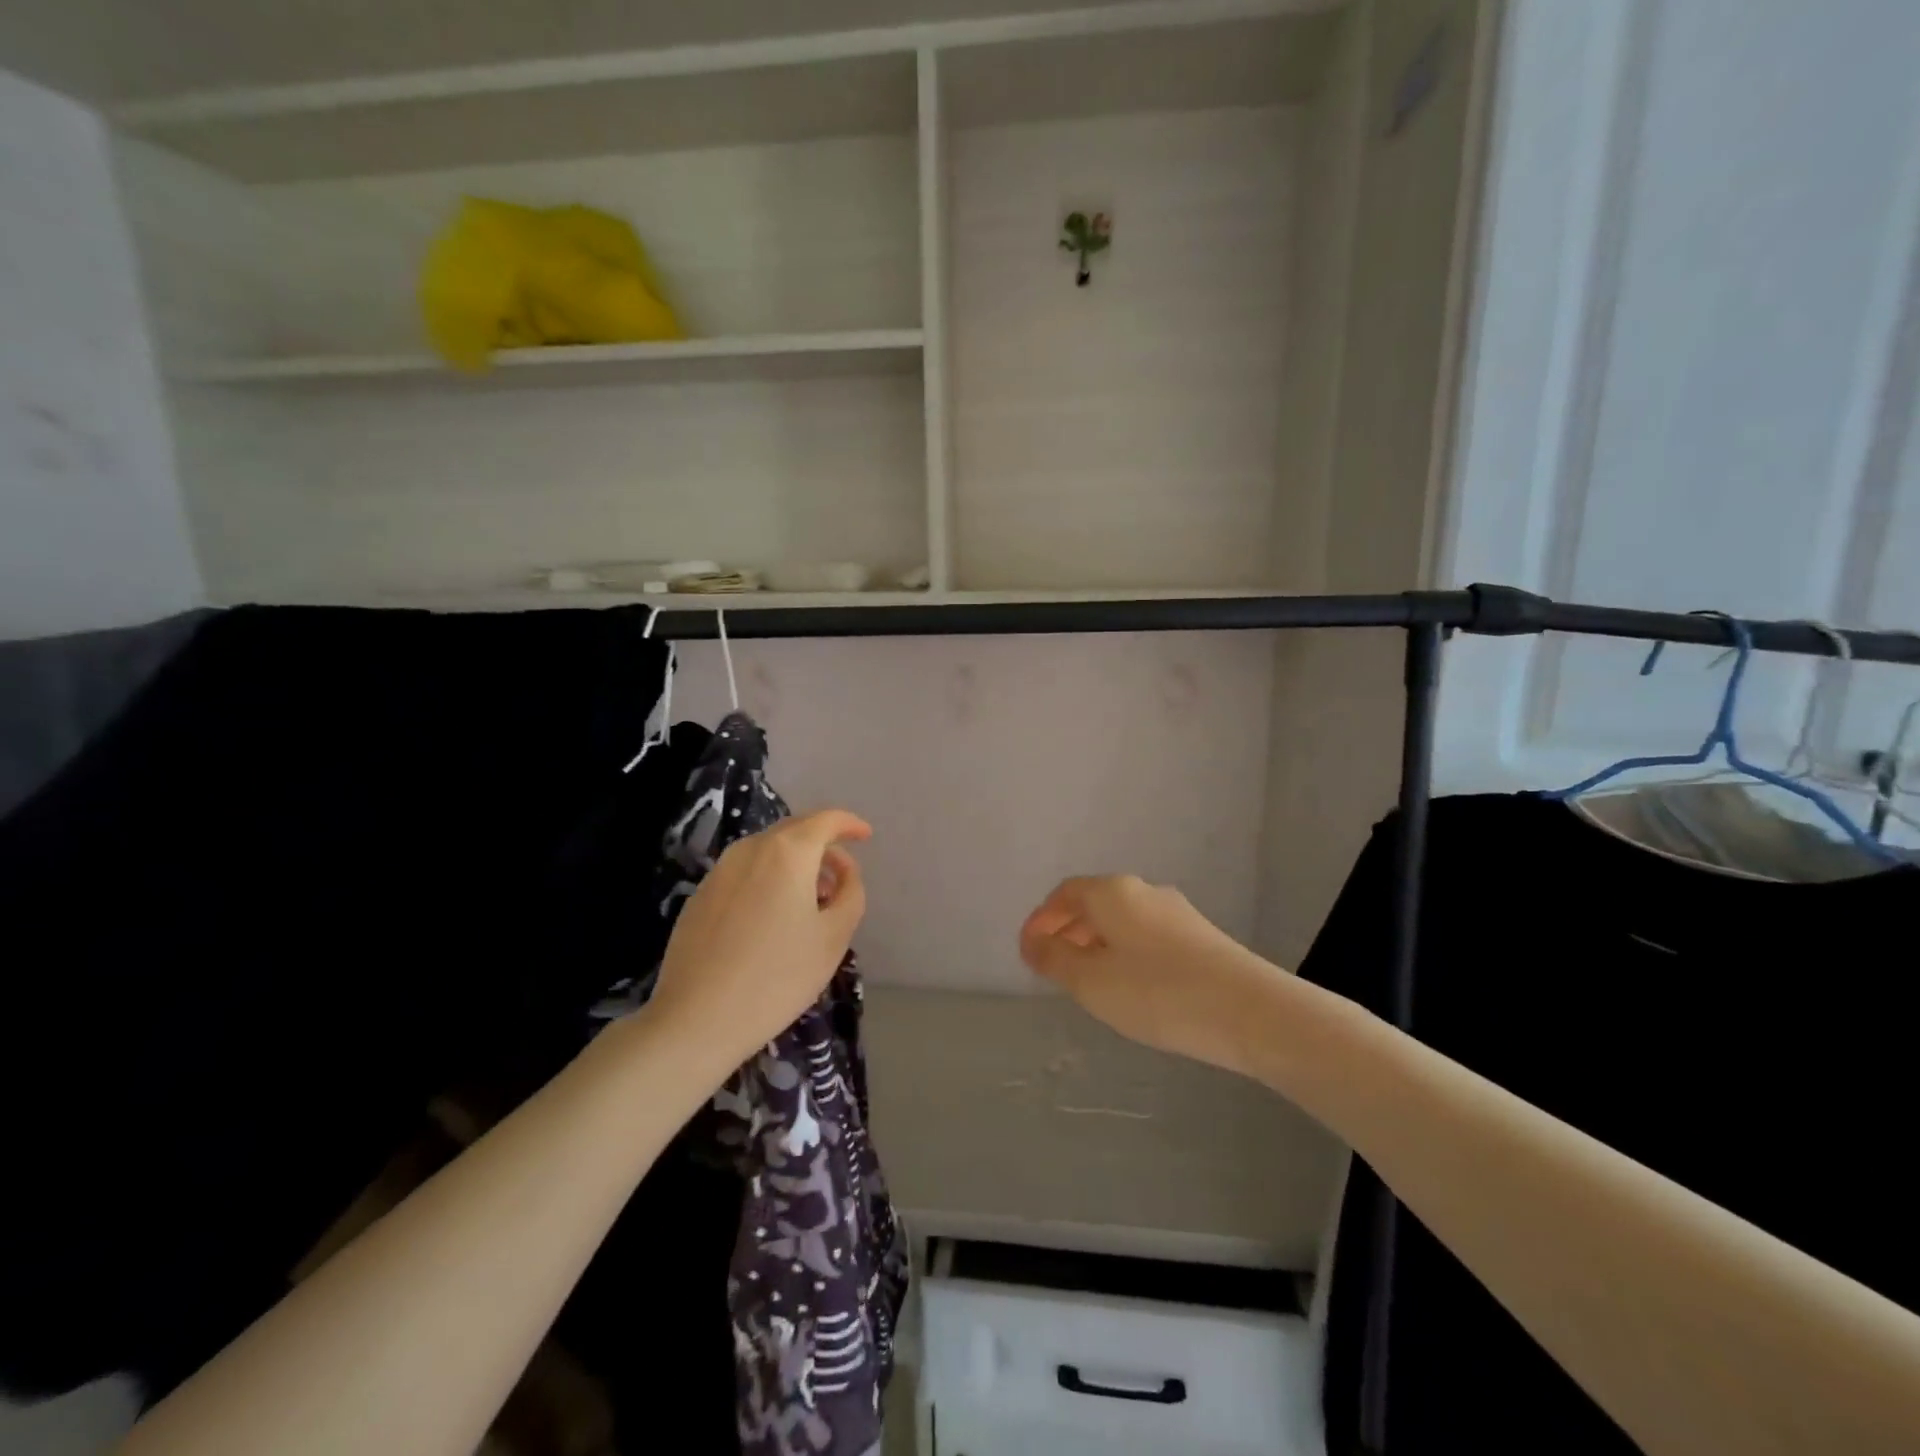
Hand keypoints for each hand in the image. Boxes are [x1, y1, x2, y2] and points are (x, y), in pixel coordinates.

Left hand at [648, 809, 871, 1080]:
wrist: (697, 1019)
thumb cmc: (778, 976)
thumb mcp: (834, 937)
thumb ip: (850, 892)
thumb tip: (844, 871)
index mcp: (787, 852)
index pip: (826, 819)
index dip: (849, 824)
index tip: (865, 837)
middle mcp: (750, 849)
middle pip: (795, 830)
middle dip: (823, 844)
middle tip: (841, 876)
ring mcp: (720, 871)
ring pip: (767, 851)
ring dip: (796, 864)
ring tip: (811, 902)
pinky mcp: (700, 895)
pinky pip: (745, 872)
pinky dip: (769, 879)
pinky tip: (773, 919)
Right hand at [1020, 875, 1284, 1076]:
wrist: (1249, 1011)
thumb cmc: (1157, 992)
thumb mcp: (1091, 981)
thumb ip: (1054, 958)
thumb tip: (1033, 942)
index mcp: (1112, 892)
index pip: (1063, 894)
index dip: (1040, 920)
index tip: (1027, 952)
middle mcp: (1143, 890)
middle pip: (1092, 904)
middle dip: (1066, 932)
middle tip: (1051, 969)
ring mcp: (1175, 912)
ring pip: (1121, 921)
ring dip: (1095, 944)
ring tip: (1086, 982)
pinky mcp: (1199, 936)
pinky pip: (1145, 936)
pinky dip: (1124, 953)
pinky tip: (1129, 987)